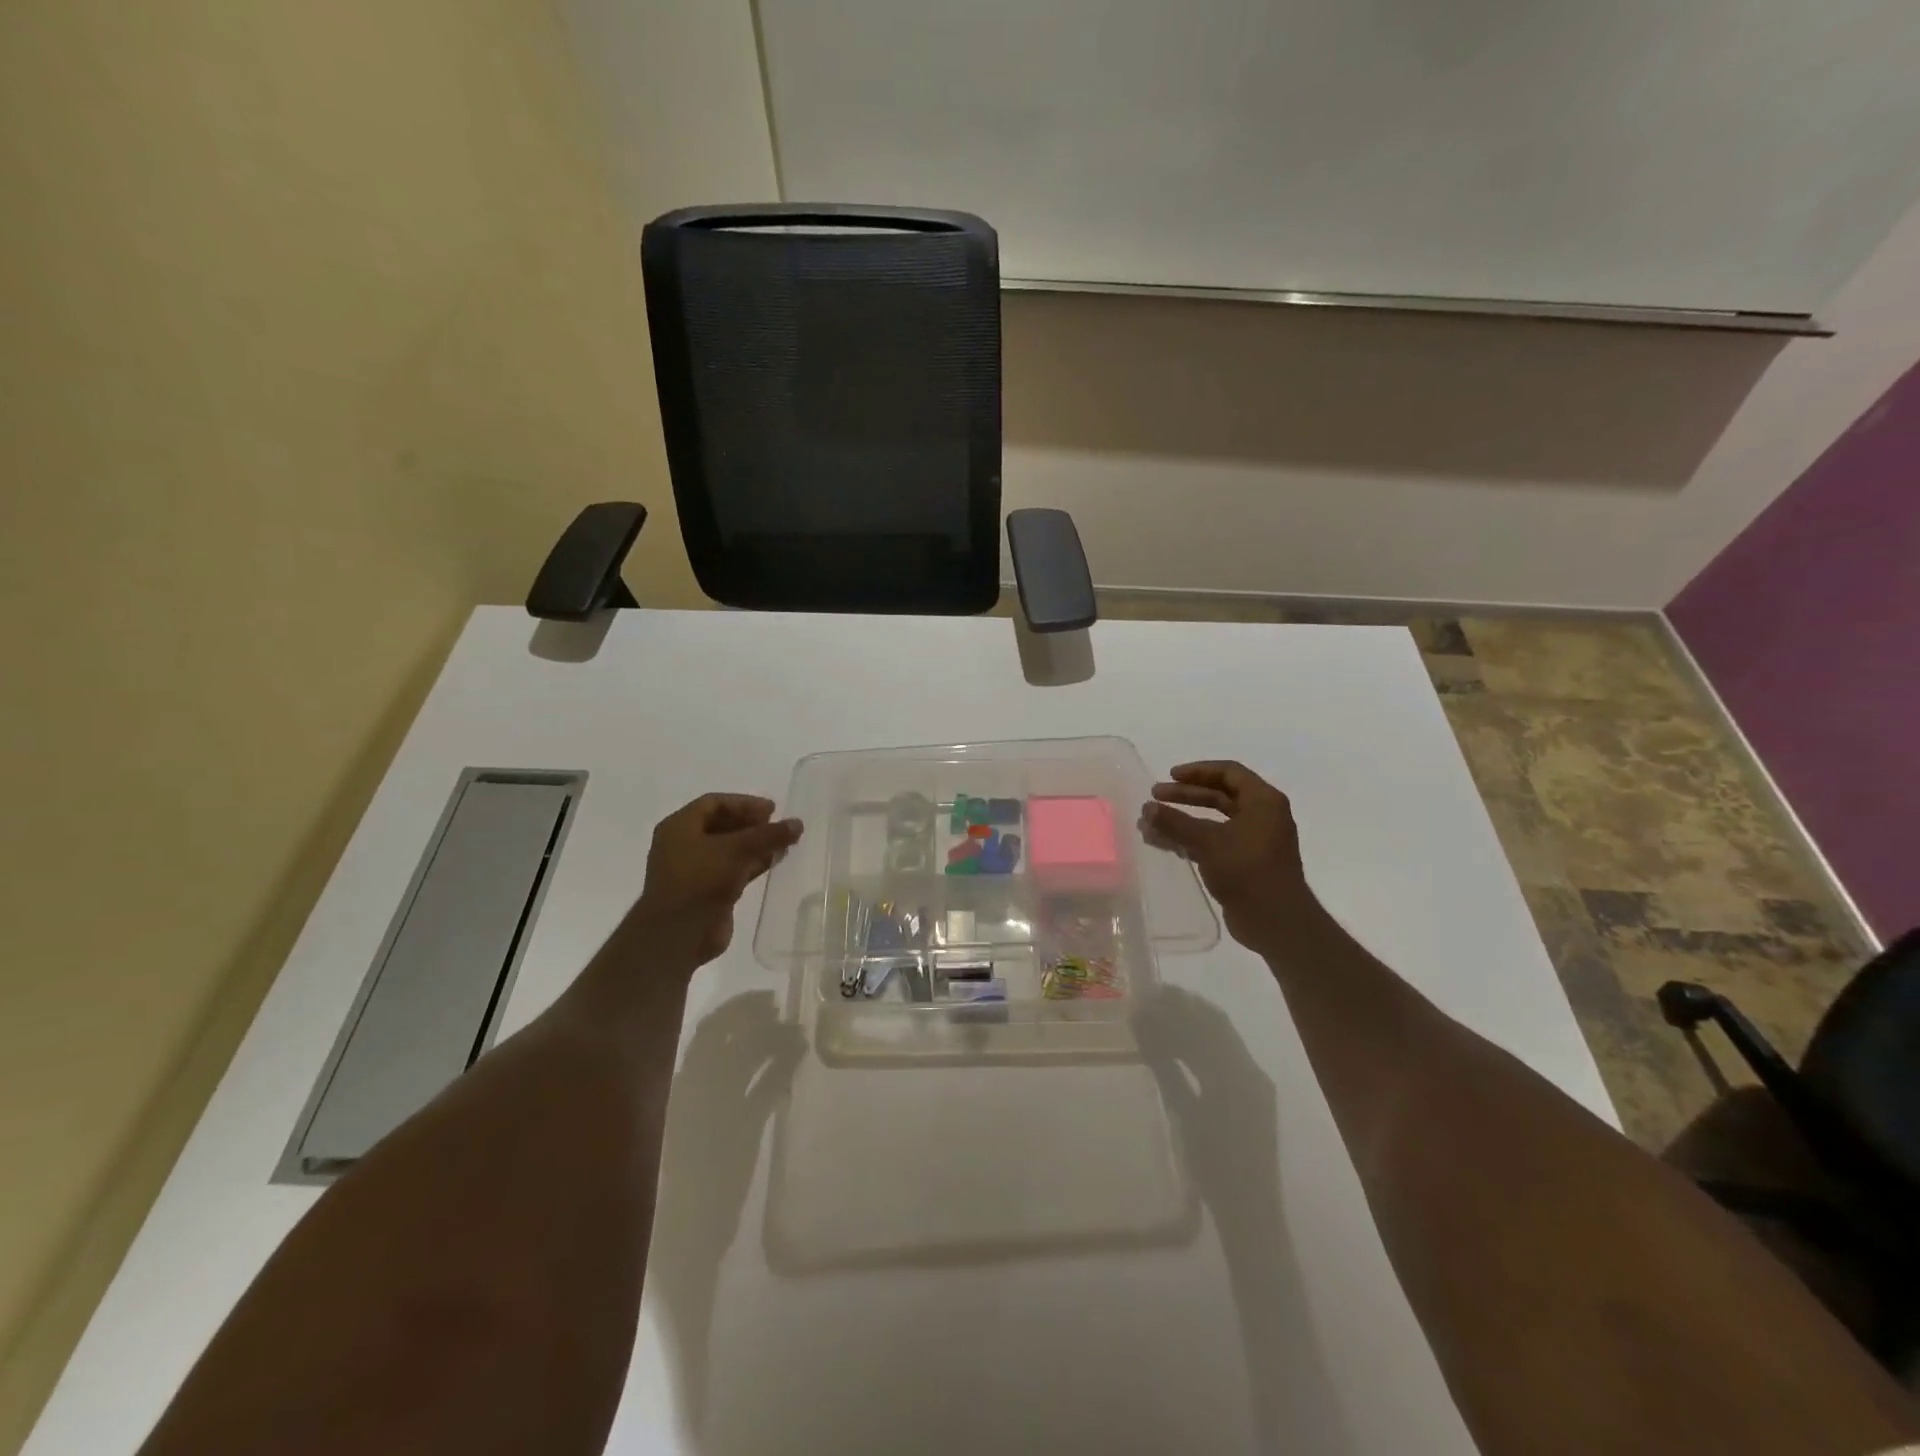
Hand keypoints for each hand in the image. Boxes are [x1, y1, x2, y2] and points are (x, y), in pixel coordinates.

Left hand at [631, 794, 802, 967]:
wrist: (678, 934)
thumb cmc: (700, 880)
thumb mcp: (738, 850)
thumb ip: (769, 835)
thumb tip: (798, 823)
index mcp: (679, 827)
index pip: (714, 803)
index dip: (744, 803)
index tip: (772, 809)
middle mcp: (682, 845)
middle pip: (721, 825)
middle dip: (751, 824)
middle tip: (777, 825)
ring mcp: (693, 870)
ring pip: (728, 849)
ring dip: (754, 844)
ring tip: (782, 843)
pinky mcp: (705, 892)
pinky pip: (732, 870)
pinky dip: (752, 864)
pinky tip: (774, 862)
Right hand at [1140, 761, 1316, 952]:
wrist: (1276, 922)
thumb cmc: (1247, 871)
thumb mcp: (1208, 841)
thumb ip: (1175, 822)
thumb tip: (1146, 808)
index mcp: (1263, 801)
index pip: (1229, 772)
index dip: (1198, 771)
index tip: (1170, 776)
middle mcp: (1262, 816)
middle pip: (1219, 795)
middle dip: (1185, 795)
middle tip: (1156, 796)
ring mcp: (1253, 840)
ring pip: (1213, 820)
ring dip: (1183, 819)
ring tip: (1152, 823)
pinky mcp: (1244, 863)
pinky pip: (1213, 841)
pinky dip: (1189, 839)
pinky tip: (1163, 843)